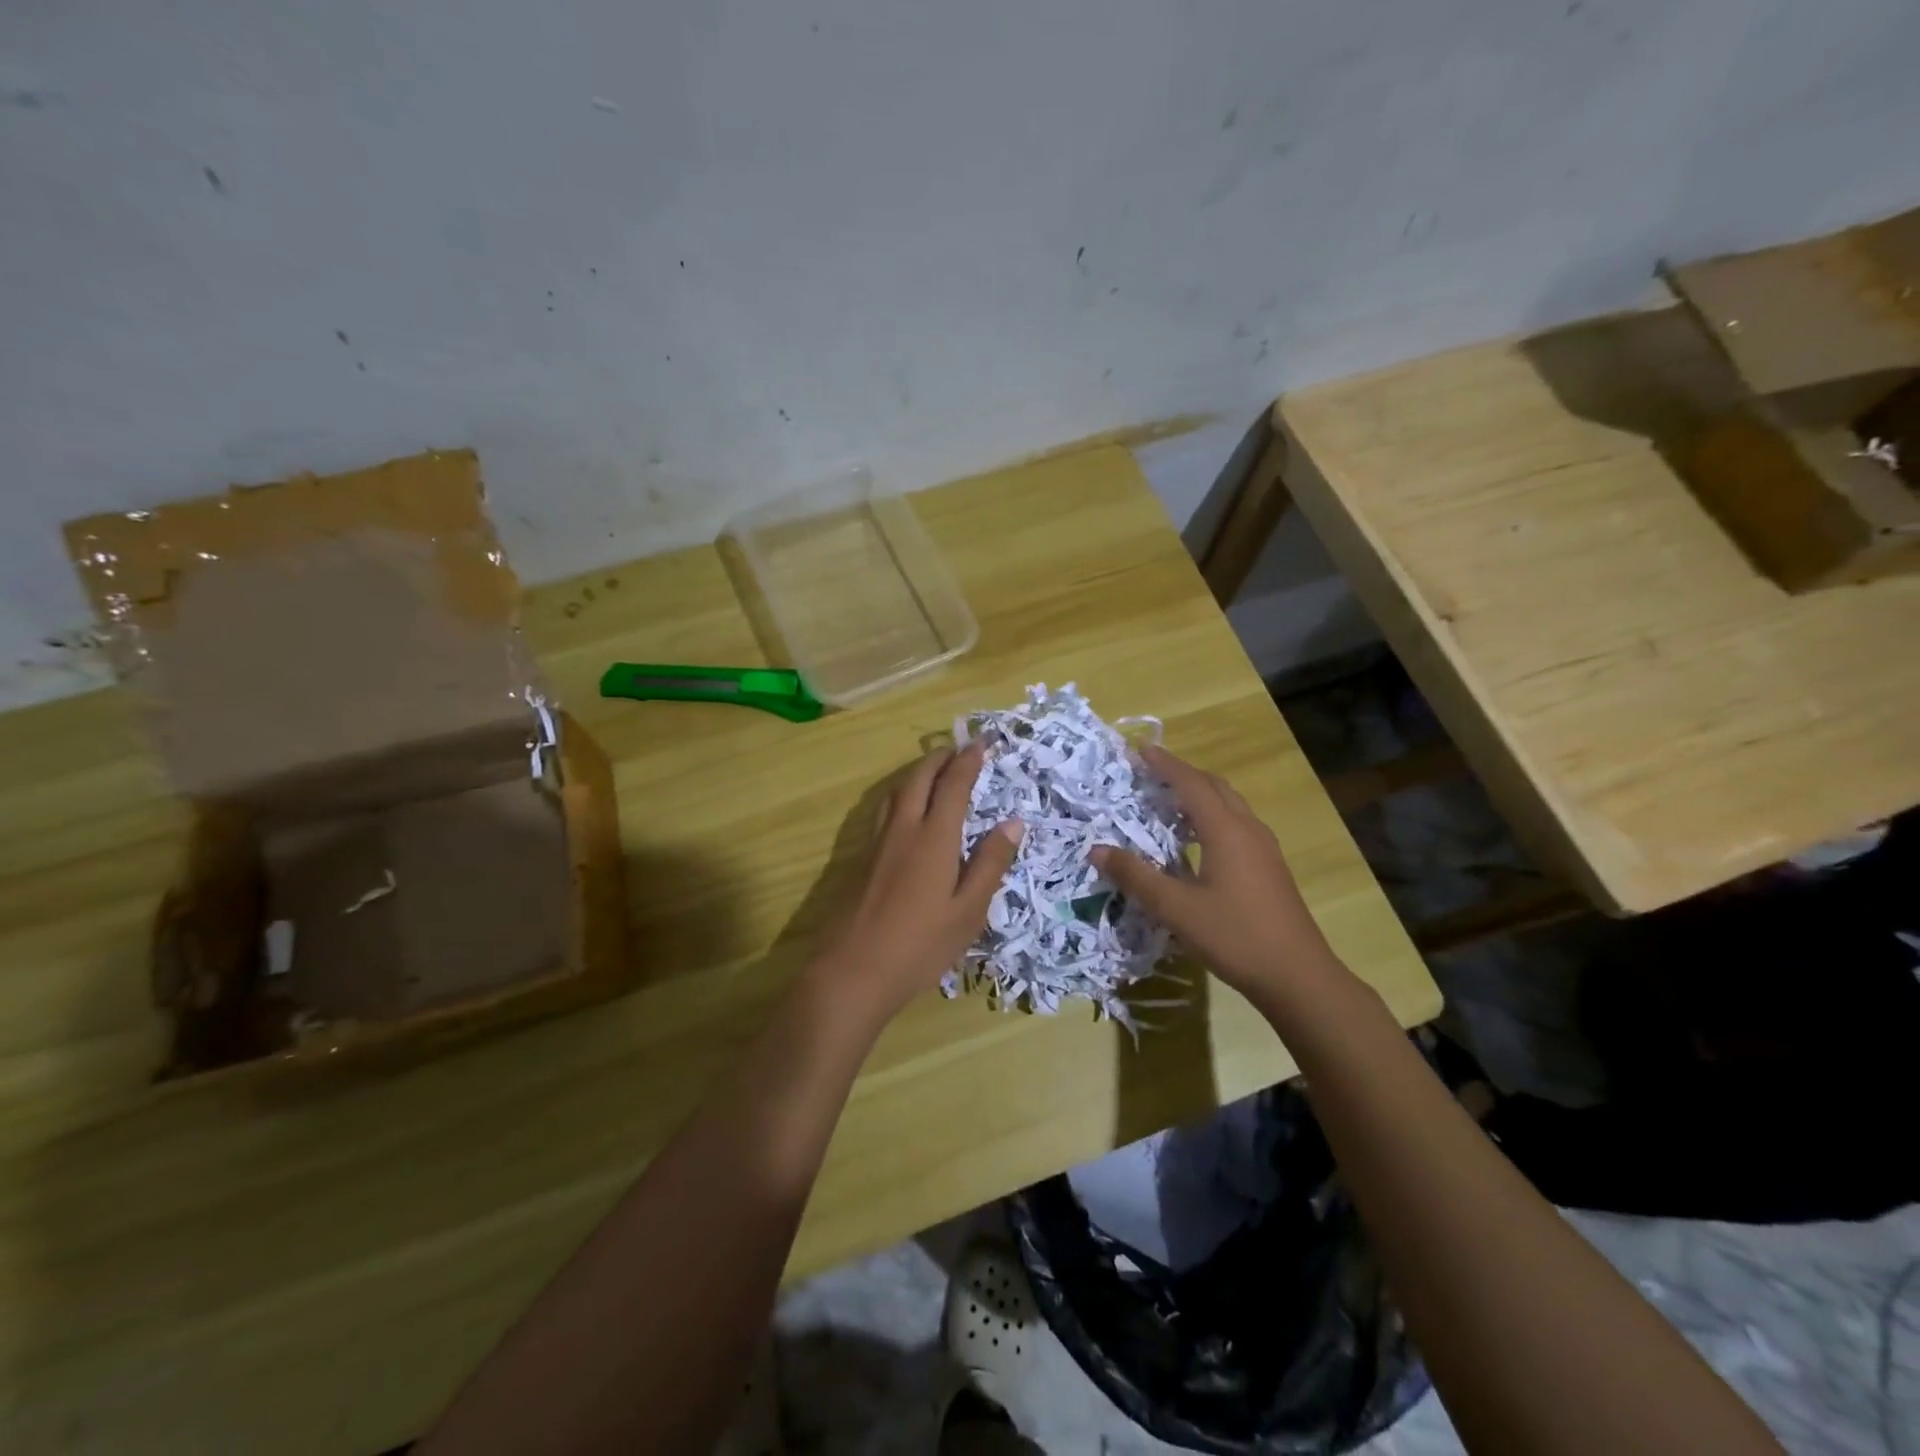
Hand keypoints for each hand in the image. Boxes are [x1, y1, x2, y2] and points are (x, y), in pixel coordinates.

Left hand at [813, 744, 1022, 1022]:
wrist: (852, 971)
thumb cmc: (920, 945)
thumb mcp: (968, 911)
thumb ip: (990, 864)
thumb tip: (1012, 822)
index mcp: (934, 838)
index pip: (953, 785)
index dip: (968, 760)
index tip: (982, 743)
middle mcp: (903, 829)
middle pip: (919, 778)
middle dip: (940, 758)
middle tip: (959, 749)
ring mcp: (878, 843)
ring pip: (897, 791)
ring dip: (918, 773)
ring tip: (935, 771)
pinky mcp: (862, 858)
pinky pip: (885, 809)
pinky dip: (903, 794)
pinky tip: (907, 811)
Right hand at [1092, 745, 1336, 999]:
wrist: (1299, 976)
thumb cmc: (1235, 936)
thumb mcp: (1176, 909)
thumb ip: (1136, 877)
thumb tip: (1097, 850)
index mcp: (1226, 831)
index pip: (1191, 784)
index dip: (1165, 765)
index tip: (1140, 749)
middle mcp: (1248, 830)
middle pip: (1214, 787)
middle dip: (1183, 774)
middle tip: (1151, 772)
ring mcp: (1264, 849)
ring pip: (1230, 805)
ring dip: (1200, 794)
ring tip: (1170, 800)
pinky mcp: (1270, 867)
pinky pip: (1237, 824)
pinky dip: (1212, 816)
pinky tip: (1198, 839)